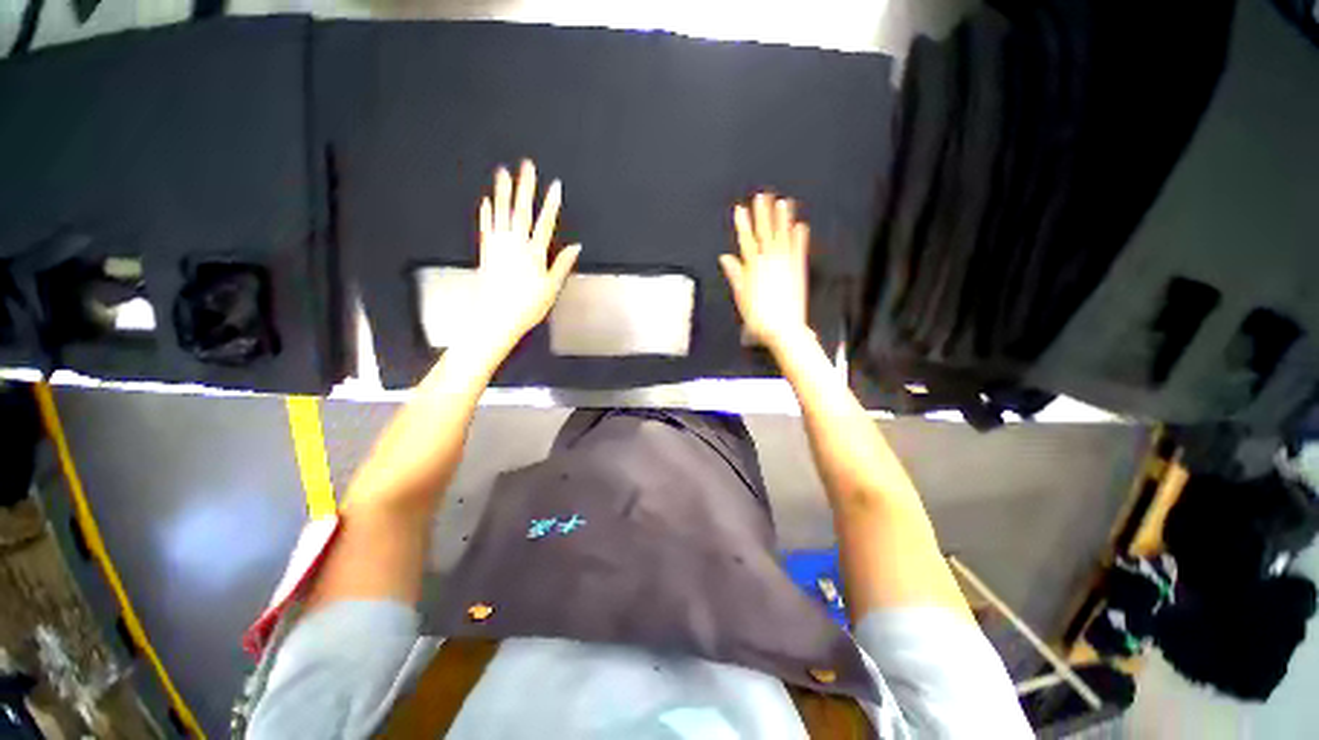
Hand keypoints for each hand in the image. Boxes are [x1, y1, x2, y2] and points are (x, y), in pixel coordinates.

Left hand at [471, 160, 580, 354]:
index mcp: (534, 253)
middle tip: (526, 165)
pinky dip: (486, 213)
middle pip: (521, 211)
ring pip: (501, 213)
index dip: (552, 204)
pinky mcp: (485, 251)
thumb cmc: (528, 305)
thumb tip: (576, 247)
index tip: (556, 186)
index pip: (545, 223)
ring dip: (503, 192)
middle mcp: (515, 244)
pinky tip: (486, 200)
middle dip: (526, 187)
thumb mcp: (551, 287)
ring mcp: (498, 246)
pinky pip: (486, 227)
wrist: (496, 317)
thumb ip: (562, 264)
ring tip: (503, 172)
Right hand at [720, 193, 810, 351]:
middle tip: (762, 196)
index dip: (743, 225)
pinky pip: (799, 251)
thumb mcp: (741, 296)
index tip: (740, 210)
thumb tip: (726, 258)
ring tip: (783, 203)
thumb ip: (735, 274)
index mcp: (754, 268)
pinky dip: (800, 238)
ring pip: (783, 237)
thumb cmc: (759, 317)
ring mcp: (786, 265)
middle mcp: (770, 262)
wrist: (784, 329)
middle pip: (765, 234)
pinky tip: (801, 226)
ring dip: (783, 219)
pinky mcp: (799, 271)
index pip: (746, 241)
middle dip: (762, 214)